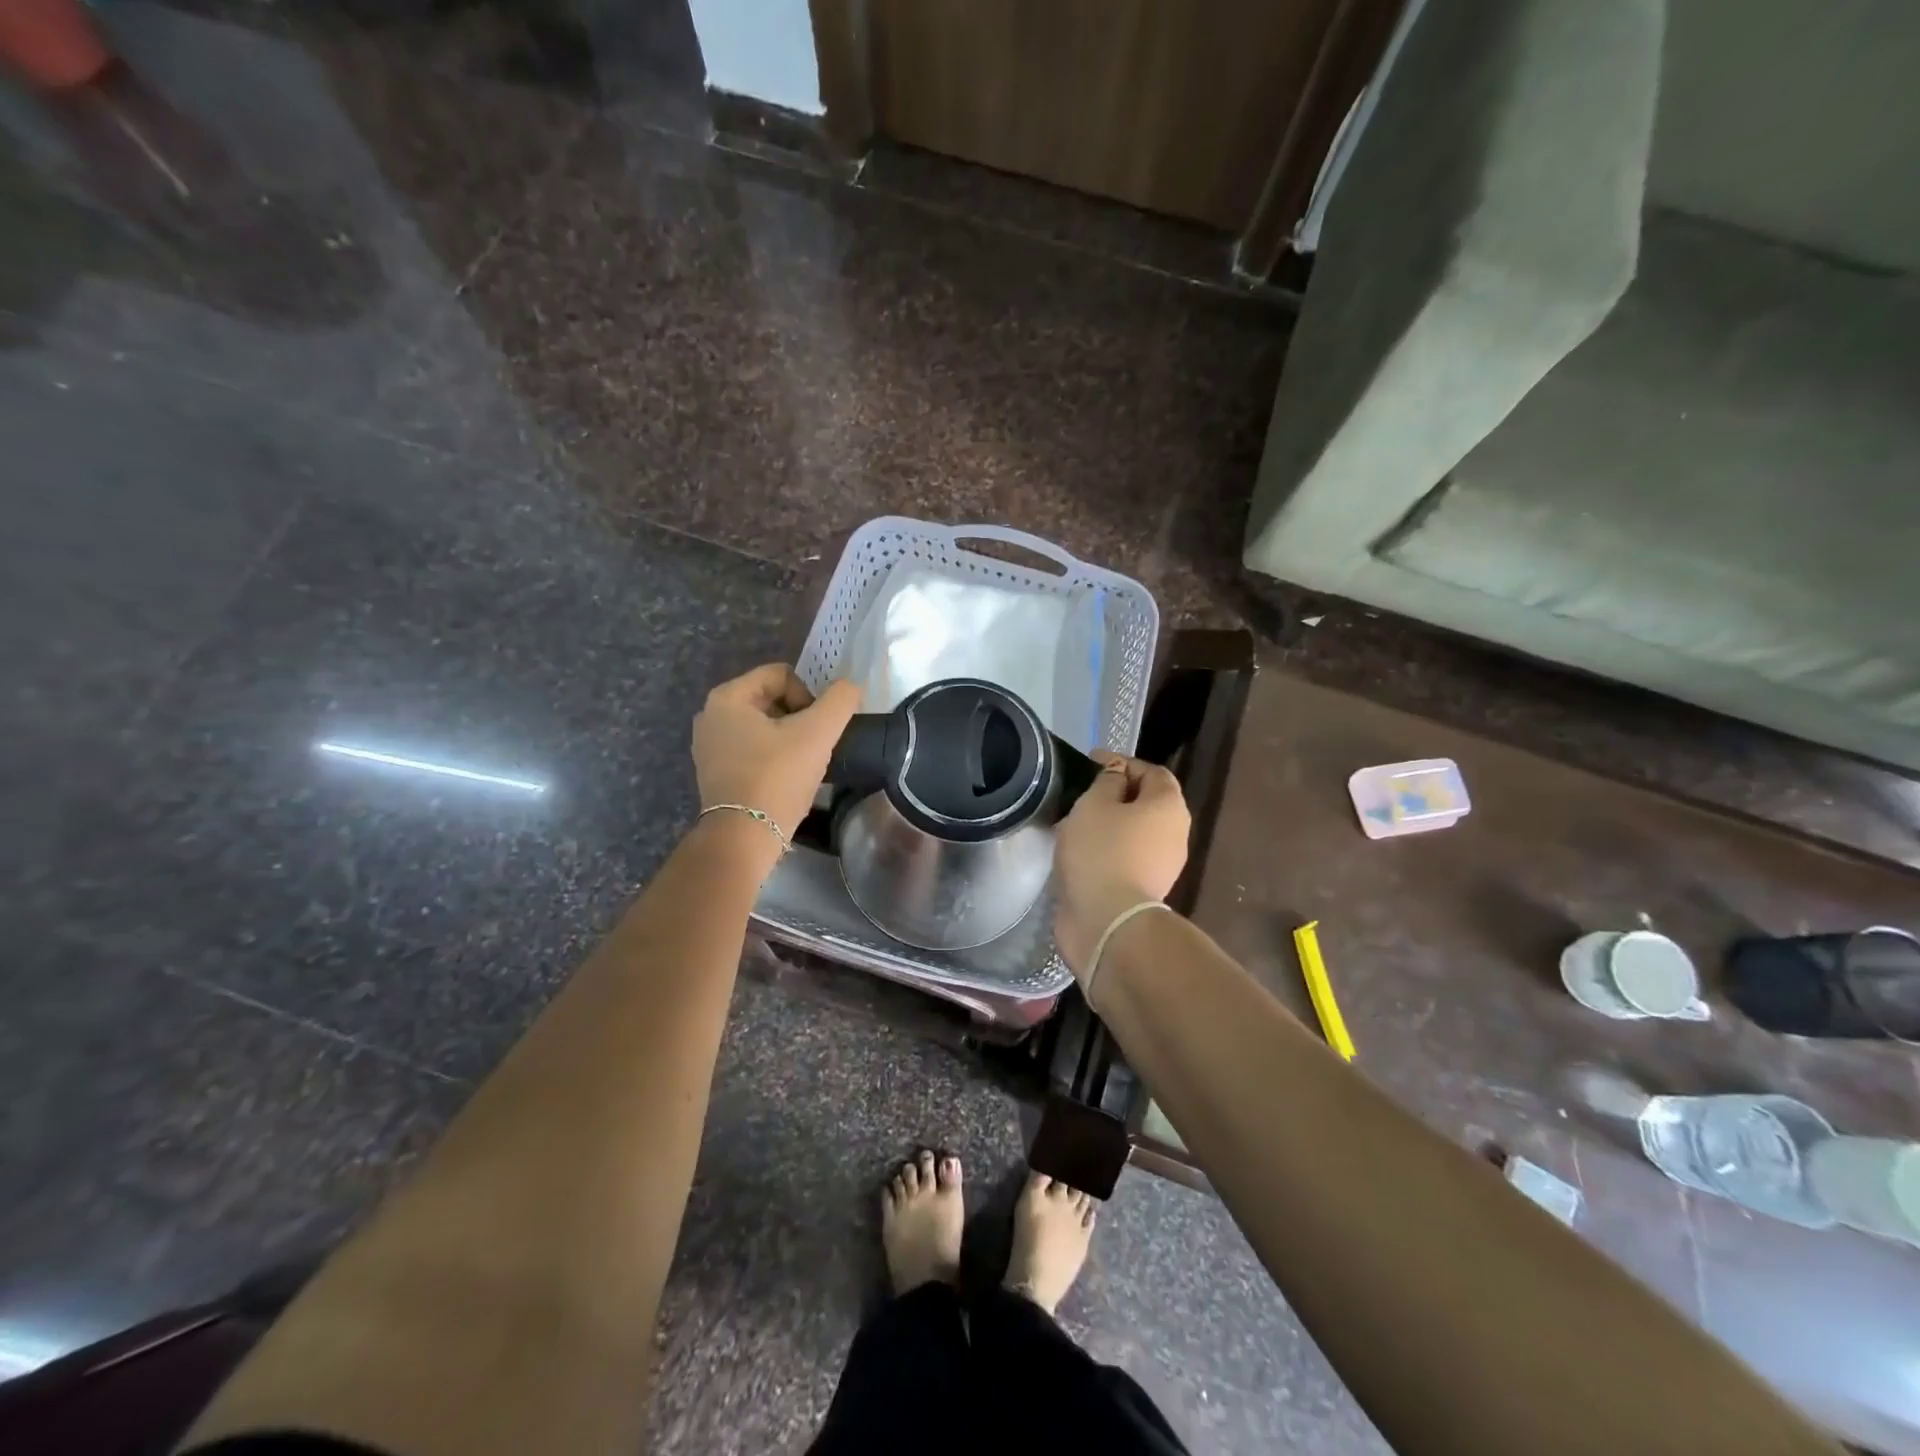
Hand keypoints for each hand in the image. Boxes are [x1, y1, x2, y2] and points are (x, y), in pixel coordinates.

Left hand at [693, 665, 860, 843]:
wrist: (744, 838)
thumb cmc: (777, 778)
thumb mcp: (818, 733)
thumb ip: (840, 701)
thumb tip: (850, 689)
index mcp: (727, 697)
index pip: (781, 675)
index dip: (809, 696)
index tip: (817, 729)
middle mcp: (711, 716)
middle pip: (771, 699)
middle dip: (799, 718)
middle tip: (814, 746)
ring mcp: (709, 746)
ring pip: (764, 726)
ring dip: (788, 739)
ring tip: (802, 765)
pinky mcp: (715, 773)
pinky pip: (752, 750)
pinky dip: (772, 757)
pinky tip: (785, 779)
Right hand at [1053, 751, 1190, 980]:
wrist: (1107, 920)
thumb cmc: (1101, 852)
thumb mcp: (1094, 804)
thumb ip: (1106, 781)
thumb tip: (1116, 776)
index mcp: (1168, 805)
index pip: (1152, 771)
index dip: (1122, 763)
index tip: (1090, 763)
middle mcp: (1175, 832)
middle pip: (1147, 802)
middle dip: (1116, 794)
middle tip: (1082, 793)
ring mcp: (1164, 864)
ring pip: (1136, 831)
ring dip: (1110, 824)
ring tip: (1076, 823)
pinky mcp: (1146, 888)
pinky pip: (1127, 856)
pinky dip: (1108, 849)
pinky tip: (1082, 852)